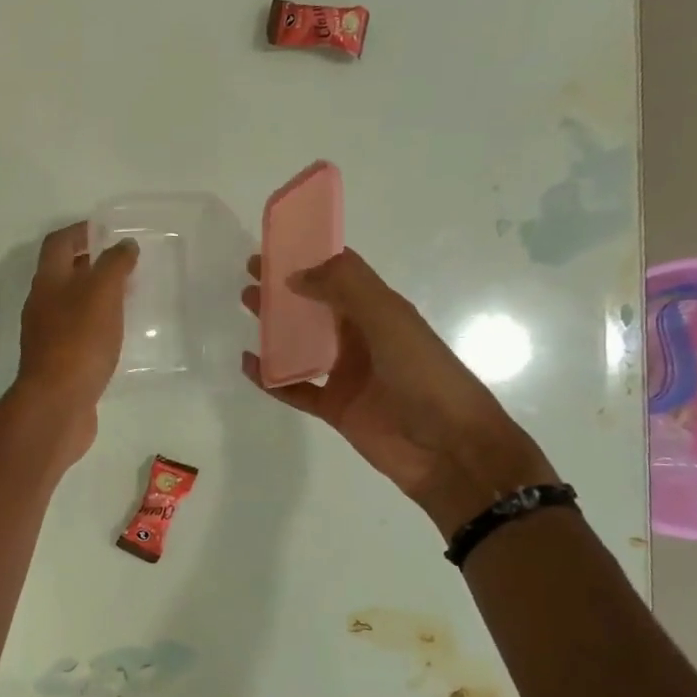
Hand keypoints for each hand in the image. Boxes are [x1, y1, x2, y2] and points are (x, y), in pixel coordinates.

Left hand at [13, 224, 138, 466]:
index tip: (108, 230)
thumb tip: (124, 246)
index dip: (81, 231)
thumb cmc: (79, 341)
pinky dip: (97, 327)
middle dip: (92, 265)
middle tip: (126, 265)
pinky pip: (79, 334)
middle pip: (63, 274)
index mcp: (48, 281)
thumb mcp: (102, 294)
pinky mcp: (59, 363)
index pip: (59, 243)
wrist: (57, 404)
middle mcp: (42, 305)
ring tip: (129, 298)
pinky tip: (119, 336)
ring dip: (96, 297)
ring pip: (72, 305)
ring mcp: (47, 336)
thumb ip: (115, 265)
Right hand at [242, 248, 555, 537]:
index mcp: (381, 311)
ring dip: (275, 326)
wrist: (450, 449)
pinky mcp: (335, 407)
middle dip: (285, 288)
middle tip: (250, 274)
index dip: (309, 258)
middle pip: (317, 305)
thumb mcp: (390, 320)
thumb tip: (294, 275)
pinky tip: (248, 364)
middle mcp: (362, 337)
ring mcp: (347, 374)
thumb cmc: (425, 376)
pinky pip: (295, 388)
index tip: (273, 247)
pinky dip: (271, 378)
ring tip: (246, 306)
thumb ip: (345, 289)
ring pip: (302, 343)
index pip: (341, 274)